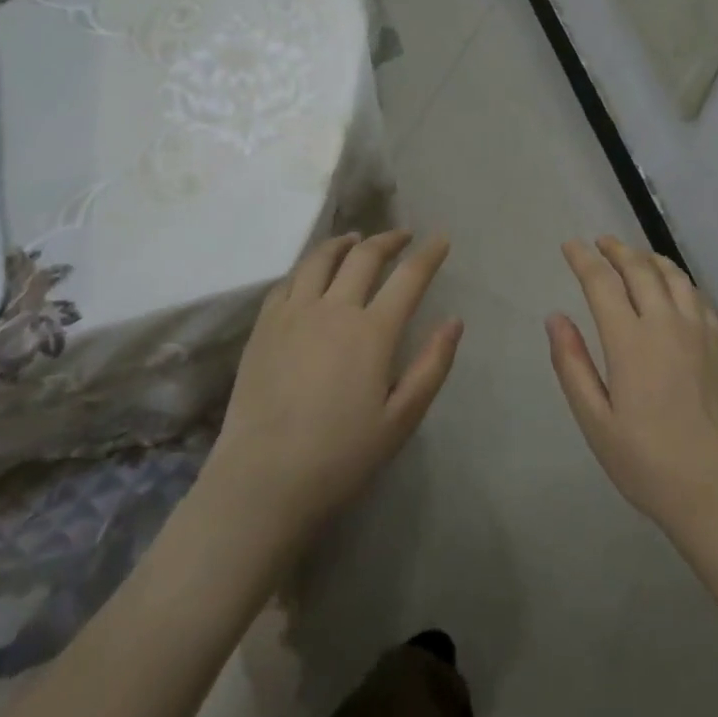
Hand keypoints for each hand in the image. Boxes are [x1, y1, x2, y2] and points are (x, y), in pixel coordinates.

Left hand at [204, 230, 461, 547]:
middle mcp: (333, 310)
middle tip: (403, 235)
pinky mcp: (263, 328)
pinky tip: (312, 274)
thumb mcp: (402, 419)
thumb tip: (455, 322)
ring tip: (356, 239)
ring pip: (320, 259)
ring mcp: (293, 315)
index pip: (408, 277)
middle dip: (389, 239)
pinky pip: (287, 281)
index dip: (429, 254)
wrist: (263, 481)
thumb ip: (432, 366)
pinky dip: (307, 268)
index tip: (441, 239)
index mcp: (372, 332)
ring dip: (344, 243)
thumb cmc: (341, 456)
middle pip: (364, 256)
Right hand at [548, 236, 717, 537]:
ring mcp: (700, 332)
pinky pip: (699, 296)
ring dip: (649, 258)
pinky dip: (679, 279)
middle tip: (599, 242)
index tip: (570, 245)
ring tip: (633, 255)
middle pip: (640, 270)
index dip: (583, 259)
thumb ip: (572, 365)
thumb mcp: (595, 421)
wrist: (717, 491)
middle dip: (616, 250)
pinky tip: (673, 286)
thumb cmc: (646, 462)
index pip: (602, 283)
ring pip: (673, 276)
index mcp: (631, 342)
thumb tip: (556, 317)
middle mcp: (667, 324)